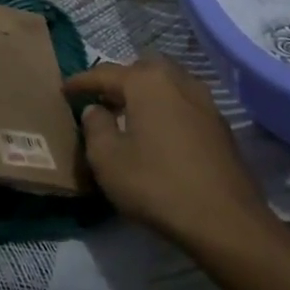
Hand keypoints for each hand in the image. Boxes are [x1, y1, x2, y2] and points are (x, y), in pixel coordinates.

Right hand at [64, 55, 275, 251]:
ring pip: (168, 83)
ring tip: (129, 115)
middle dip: (120, 80)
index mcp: (147, 82)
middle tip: (102, 100)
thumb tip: (96, 109)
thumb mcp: (108, 160)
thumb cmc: (157, 184)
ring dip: (146, 93)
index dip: (81, 82)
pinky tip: (159, 133)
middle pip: (142, 69)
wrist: (225, 220)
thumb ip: (95, 127)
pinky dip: (166, 108)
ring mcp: (204, 101)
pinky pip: (184, 103)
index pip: (105, 73)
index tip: (64, 90)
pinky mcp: (220, 125)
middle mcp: (178, 81)